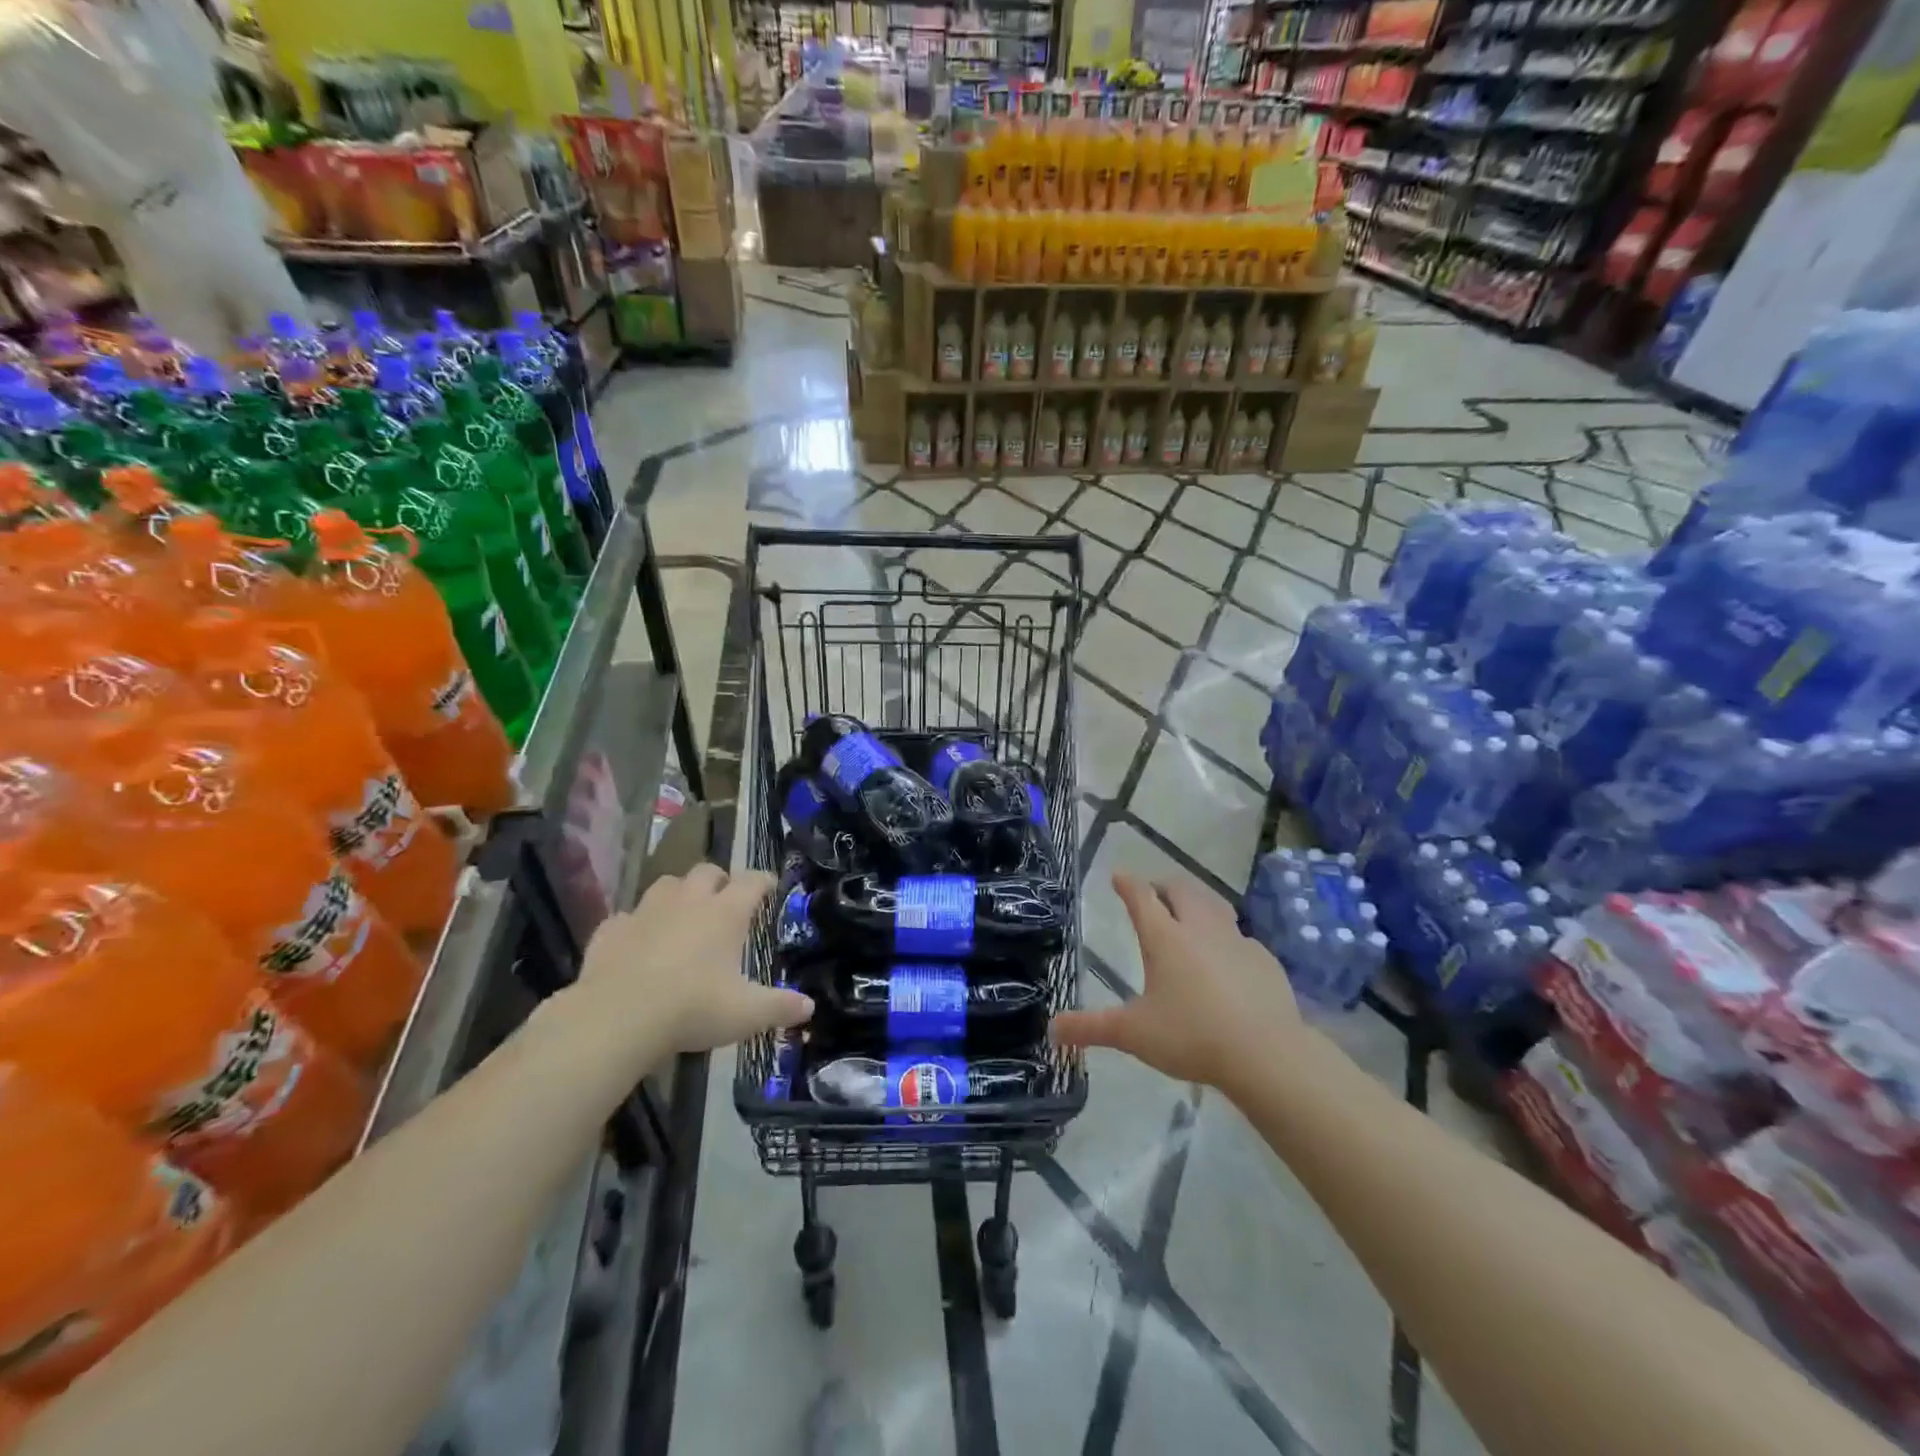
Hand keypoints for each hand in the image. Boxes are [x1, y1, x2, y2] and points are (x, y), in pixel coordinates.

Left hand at [579, 864, 813, 1057]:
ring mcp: (646, 911)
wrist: (617, 1018)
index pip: (752, 882)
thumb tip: (810, 1006)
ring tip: (683, 914)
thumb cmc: (693, 1008)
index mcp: (725, 913)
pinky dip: (636, 925)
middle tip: (725, 900)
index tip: (770, 886)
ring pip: (666, 884)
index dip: (764, 881)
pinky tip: (637, 943)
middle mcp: (688, 901)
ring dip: (678, 893)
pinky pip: (627, 917)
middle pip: (707, 871)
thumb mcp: (746, 1014)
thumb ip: (780, 1007)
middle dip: (719, 880)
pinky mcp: (611, 930)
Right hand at [1051, 872, 1299, 1090]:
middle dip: (1163, 886)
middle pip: (1181, 890)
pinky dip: (1226, 939)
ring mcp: (1237, 941)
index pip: (1141, 897)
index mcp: (1165, 938)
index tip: (1118, 876)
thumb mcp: (1133, 1034)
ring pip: (1215, 905)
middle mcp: (1200, 929)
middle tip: (1153, 894)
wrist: (1266, 1054)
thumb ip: (1091, 1028)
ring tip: (1189, 914)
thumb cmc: (1191, 1036)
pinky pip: (1241, 938)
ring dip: (1197, 903)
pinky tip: (1226, 960)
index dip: (1127, 883)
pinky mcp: (1264, 960)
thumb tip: (1052, 1030)